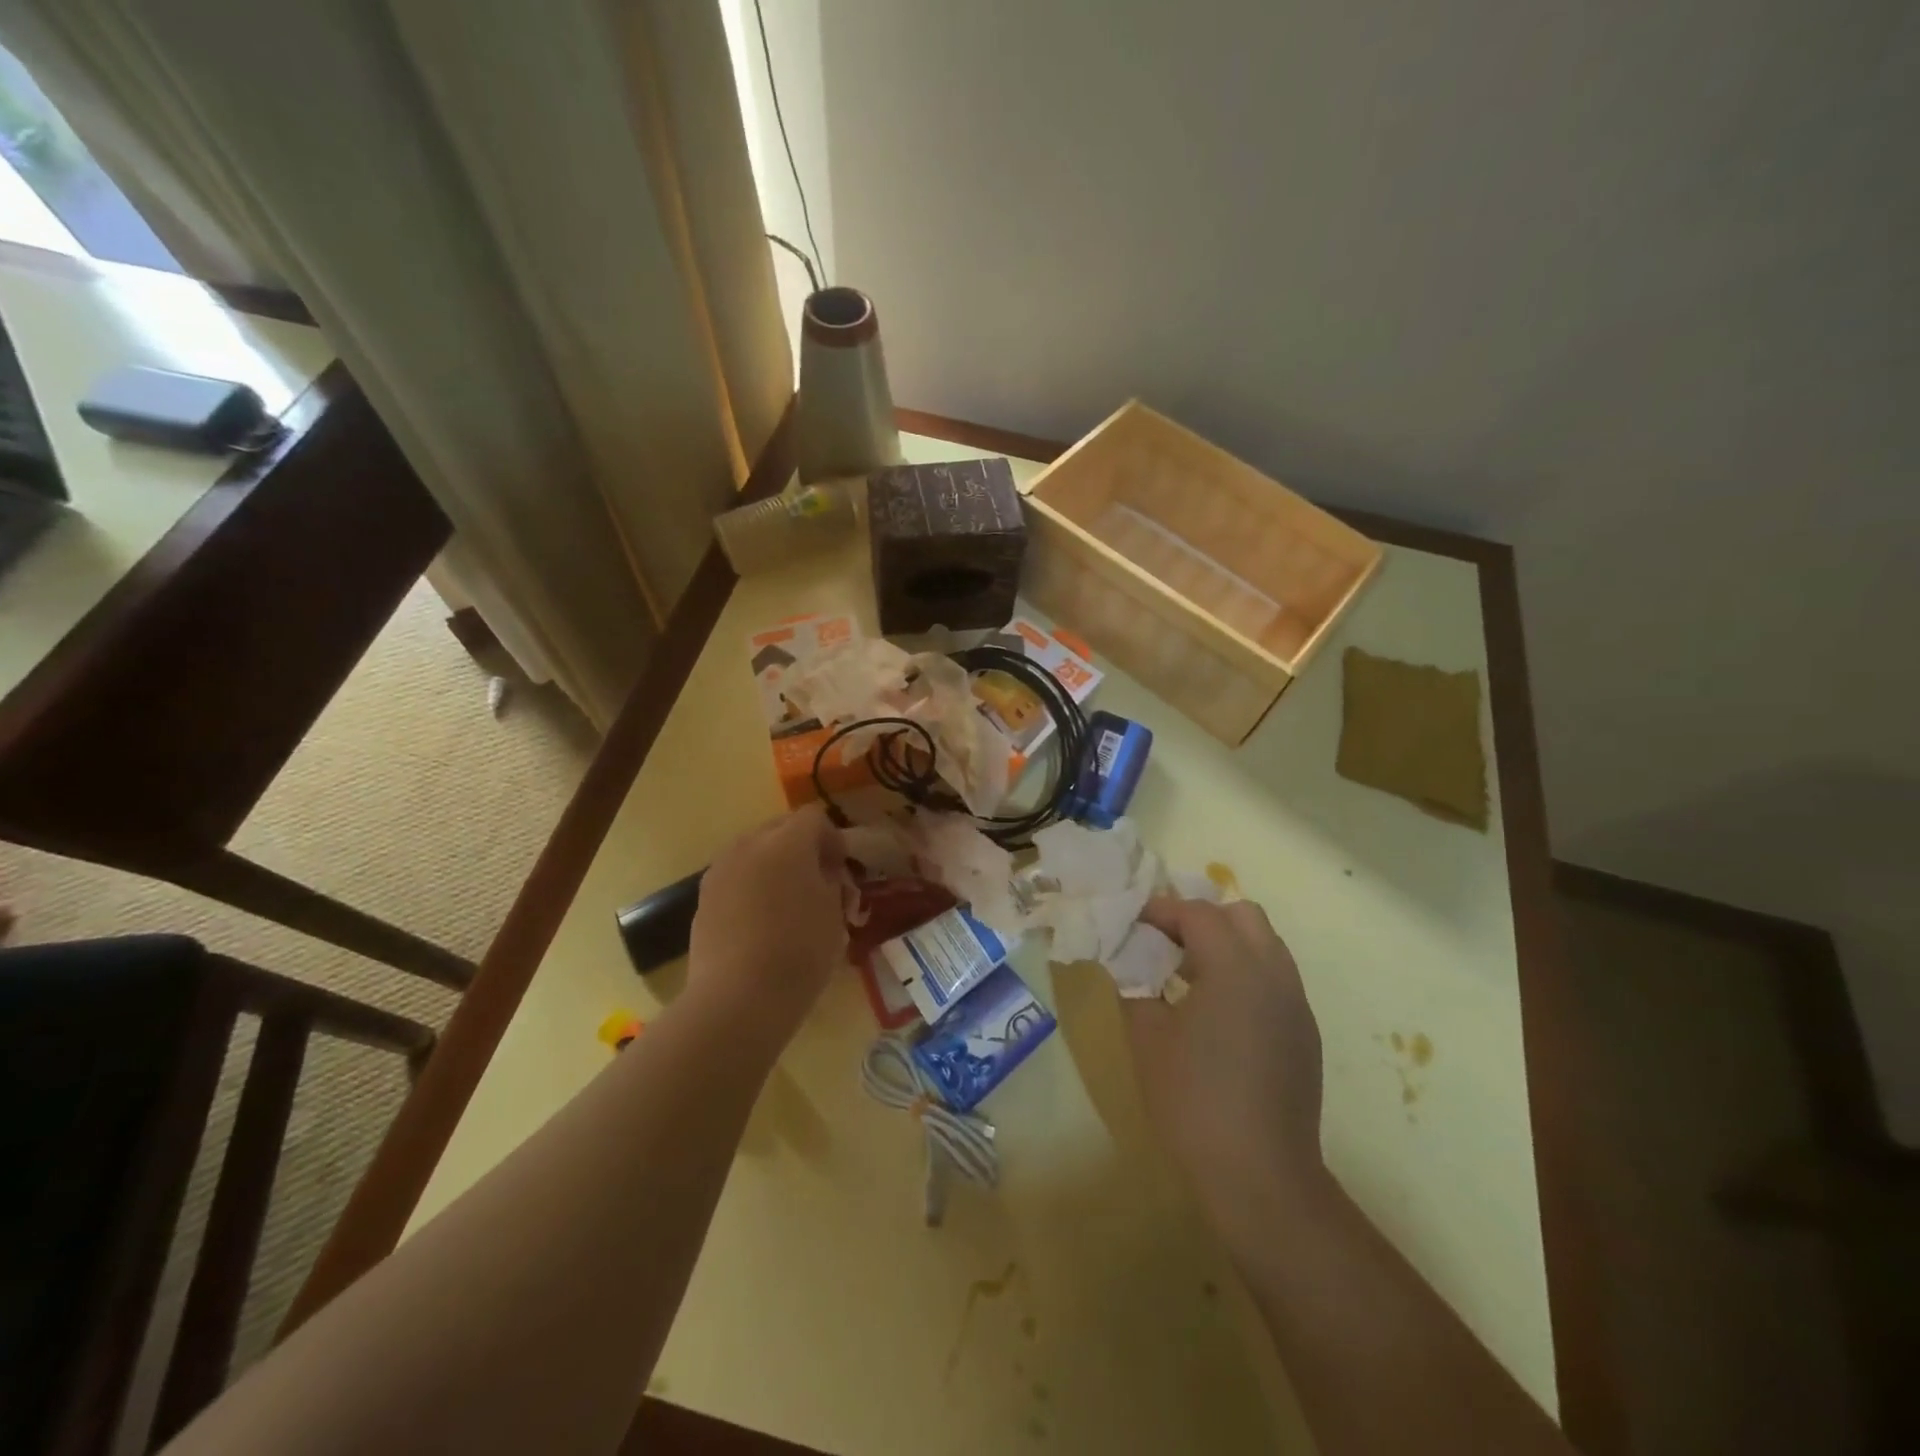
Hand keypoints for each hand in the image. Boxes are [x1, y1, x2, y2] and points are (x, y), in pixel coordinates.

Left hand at [688, 805, 846, 1043]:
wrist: (738, 998)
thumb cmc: (799, 952)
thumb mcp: (834, 914)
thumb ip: (831, 881)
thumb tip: (823, 872)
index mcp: (787, 843)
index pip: (814, 818)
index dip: (833, 839)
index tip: (841, 871)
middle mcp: (748, 845)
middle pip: (780, 828)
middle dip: (802, 849)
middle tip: (818, 884)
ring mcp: (720, 871)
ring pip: (754, 852)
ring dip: (774, 866)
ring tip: (788, 904)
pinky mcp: (703, 899)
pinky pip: (735, 877)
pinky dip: (752, 888)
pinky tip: (761, 923)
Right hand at [1124, 896, 1326, 1243]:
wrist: (1260, 1175)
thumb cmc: (1193, 1099)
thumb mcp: (1147, 1037)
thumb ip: (1135, 987)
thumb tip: (1127, 963)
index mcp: (1234, 967)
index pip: (1198, 913)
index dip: (1162, 910)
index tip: (1134, 922)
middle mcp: (1274, 974)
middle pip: (1243, 915)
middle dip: (1203, 918)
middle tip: (1167, 943)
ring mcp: (1296, 1004)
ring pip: (1265, 945)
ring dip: (1228, 944)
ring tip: (1191, 975)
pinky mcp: (1305, 1033)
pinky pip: (1275, 979)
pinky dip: (1246, 974)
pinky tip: (1219, 1012)